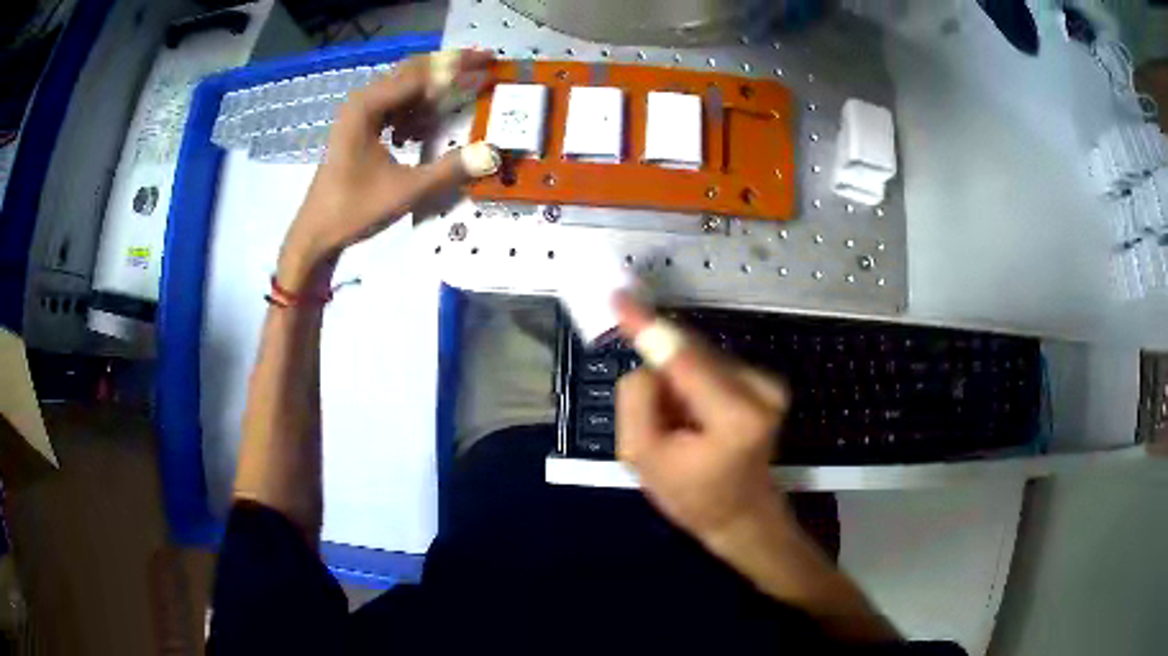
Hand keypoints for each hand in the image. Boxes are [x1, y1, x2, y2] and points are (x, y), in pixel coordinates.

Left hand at [277, 49, 497, 288]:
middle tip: (483, 64)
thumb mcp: (405, 190)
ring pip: (403, 89)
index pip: (420, 74)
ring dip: (433, 91)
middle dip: (448, 68)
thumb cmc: (353, 210)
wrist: (315, 235)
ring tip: (463, 94)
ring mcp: (358, 115)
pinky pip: (394, 108)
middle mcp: (362, 101)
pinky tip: (426, 130)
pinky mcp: (358, 130)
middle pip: (412, 72)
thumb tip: (493, 153)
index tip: (488, 61)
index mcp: (367, 106)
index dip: (457, 67)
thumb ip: (450, 169)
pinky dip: (416, 111)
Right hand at [614, 296, 791, 545]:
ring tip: (679, 424)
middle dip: (661, 371)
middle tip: (655, 414)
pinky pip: (711, 364)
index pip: (683, 358)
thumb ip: (637, 400)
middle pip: (690, 352)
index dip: (648, 325)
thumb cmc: (692, 496)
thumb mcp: (642, 458)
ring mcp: (769, 382)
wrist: (742, 513)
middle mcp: (761, 389)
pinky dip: (693, 382)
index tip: (619, 298)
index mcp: (734, 417)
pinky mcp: (767, 380)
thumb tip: (647, 360)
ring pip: (699, 357)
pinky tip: (695, 416)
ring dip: (677, 379)